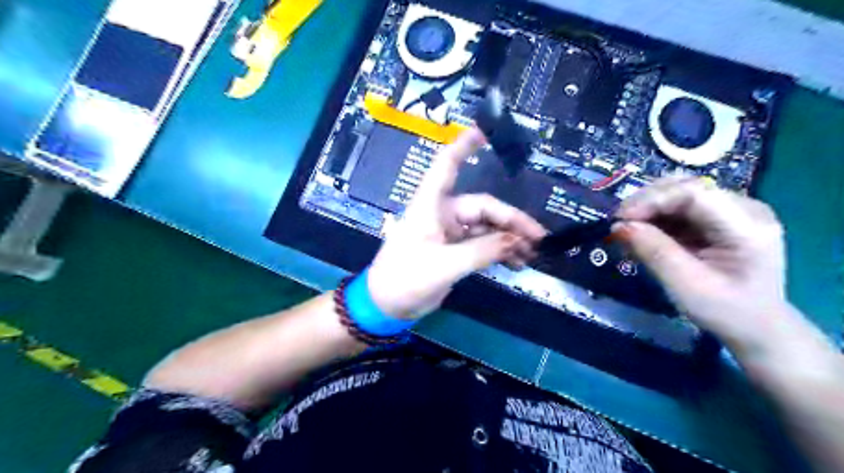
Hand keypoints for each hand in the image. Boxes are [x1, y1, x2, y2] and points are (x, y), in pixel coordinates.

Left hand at [370, 129, 548, 318]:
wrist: (386, 306)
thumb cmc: (405, 279)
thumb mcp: (444, 266)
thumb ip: (482, 251)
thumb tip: (518, 241)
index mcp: (432, 206)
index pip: (446, 166)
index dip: (463, 147)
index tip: (484, 133)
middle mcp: (442, 214)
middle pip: (484, 208)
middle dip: (512, 222)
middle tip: (538, 239)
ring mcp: (449, 233)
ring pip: (487, 228)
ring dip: (509, 239)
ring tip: (532, 254)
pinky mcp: (454, 251)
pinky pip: (482, 245)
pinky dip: (499, 252)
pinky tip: (516, 263)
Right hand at [611, 178, 795, 354]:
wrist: (756, 327)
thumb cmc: (725, 311)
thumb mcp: (685, 285)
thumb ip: (654, 252)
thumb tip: (619, 226)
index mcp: (747, 225)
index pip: (693, 193)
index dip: (652, 200)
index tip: (620, 219)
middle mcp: (743, 207)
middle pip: (685, 187)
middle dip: (646, 201)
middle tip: (618, 223)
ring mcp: (731, 210)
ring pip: (678, 193)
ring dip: (647, 208)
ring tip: (626, 229)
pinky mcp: (717, 218)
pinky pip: (679, 207)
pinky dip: (655, 217)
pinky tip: (641, 233)